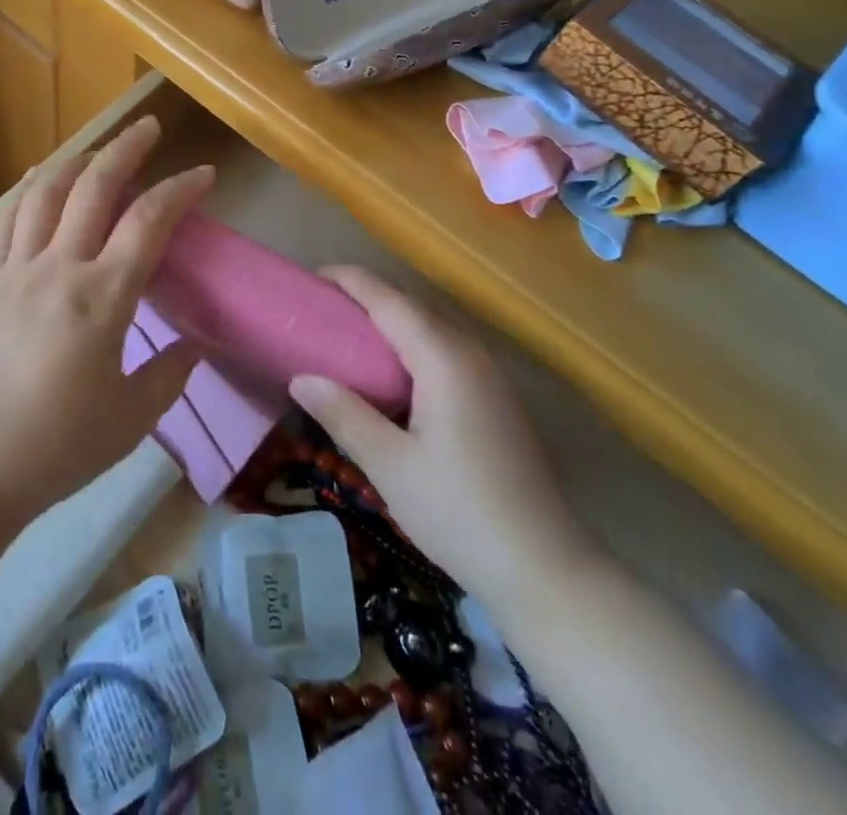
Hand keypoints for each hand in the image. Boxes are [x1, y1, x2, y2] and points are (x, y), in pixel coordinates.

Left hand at [0, 116, 213, 522]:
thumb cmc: (56, 448)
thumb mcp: (131, 420)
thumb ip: (169, 375)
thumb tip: (193, 345)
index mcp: (102, 298)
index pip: (149, 222)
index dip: (181, 190)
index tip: (205, 175)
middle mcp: (59, 269)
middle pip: (95, 187)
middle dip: (127, 148)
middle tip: (151, 127)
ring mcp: (16, 271)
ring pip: (46, 192)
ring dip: (78, 160)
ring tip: (99, 148)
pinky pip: (8, 220)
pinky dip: (28, 190)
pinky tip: (39, 177)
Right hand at [289, 266, 598, 601]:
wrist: (545, 569)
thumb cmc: (460, 514)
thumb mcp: (390, 466)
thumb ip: (345, 414)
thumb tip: (301, 379)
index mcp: (443, 358)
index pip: (389, 300)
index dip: (350, 281)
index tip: (311, 277)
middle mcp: (470, 353)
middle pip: (411, 306)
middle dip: (365, 298)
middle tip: (319, 310)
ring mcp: (489, 375)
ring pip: (431, 328)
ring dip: (389, 321)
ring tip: (346, 334)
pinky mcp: (495, 397)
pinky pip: (445, 350)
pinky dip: (410, 345)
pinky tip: (390, 375)